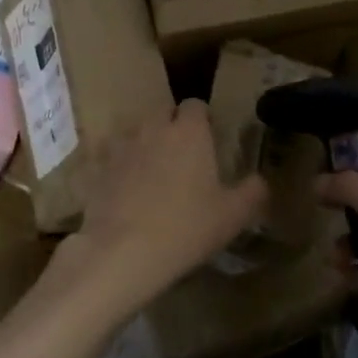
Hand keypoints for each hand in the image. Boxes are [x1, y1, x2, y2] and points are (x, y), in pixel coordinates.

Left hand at [61, 100, 266, 313]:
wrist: (123, 252)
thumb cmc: (186, 228)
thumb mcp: (233, 216)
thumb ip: (253, 192)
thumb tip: (261, 181)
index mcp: (189, 131)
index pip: (196, 105)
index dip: (203, 119)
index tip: (209, 138)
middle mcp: (153, 128)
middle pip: (163, 112)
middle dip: (172, 126)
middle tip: (184, 156)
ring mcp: (121, 147)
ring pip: (135, 132)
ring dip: (144, 143)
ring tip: (152, 172)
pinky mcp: (96, 168)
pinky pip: (109, 157)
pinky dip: (118, 166)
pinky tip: (123, 188)